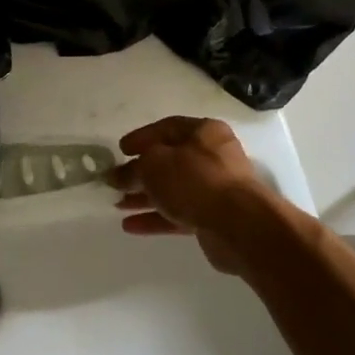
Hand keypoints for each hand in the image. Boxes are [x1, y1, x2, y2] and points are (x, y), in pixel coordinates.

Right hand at [108, 116, 277, 275]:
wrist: (238, 225)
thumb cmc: (194, 180)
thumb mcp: (153, 165)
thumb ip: (132, 169)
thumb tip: (117, 175)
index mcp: (204, 132)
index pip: (166, 128)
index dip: (141, 138)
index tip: (119, 151)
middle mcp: (213, 156)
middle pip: (169, 161)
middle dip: (140, 173)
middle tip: (115, 182)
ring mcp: (215, 188)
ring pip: (173, 189)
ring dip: (145, 197)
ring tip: (118, 205)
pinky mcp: (214, 217)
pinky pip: (179, 213)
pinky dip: (156, 218)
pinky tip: (130, 226)